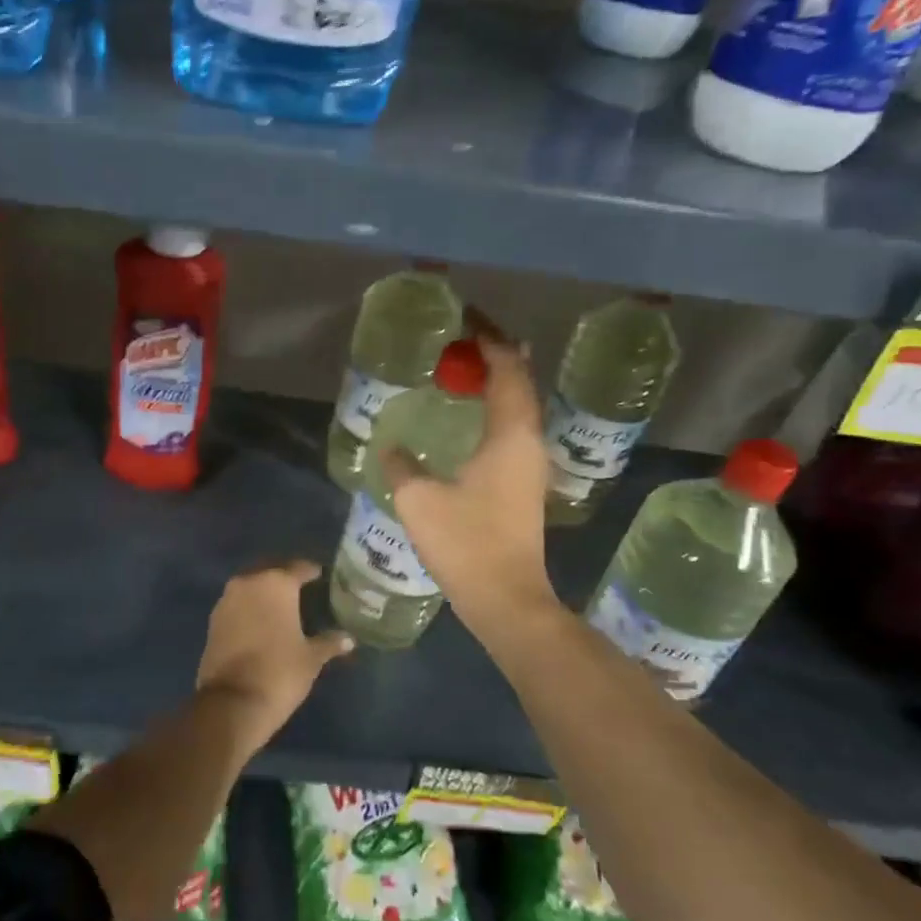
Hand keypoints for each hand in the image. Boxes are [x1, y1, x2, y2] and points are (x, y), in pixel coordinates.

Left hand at [196, 560, 353, 750]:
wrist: (232, 702)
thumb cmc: (280, 672)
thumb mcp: (311, 658)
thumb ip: (329, 642)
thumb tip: (349, 639)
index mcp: (277, 583)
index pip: (299, 568)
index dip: (311, 572)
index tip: (321, 576)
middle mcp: (249, 582)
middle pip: (271, 571)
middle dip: (285, 578)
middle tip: (302, 590)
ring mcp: (227, 599)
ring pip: (251, 586)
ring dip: (264, 592)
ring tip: (281, 606)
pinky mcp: (213, 619)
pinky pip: (237, 603)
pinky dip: (249, 607)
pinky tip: (261, 621)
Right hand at [381, 326, 558, 631]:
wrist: (507, 599)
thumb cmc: (466, 543)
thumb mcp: (420, 500)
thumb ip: (401, 466)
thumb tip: (390, 447)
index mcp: (510, 436)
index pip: (508, 369)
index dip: (490, 340)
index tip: (465, 320)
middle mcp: (528, 442)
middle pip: (521, 382)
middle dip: (496, 354)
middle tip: (463, 338)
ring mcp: (530, 465)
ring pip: (520, 406)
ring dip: (498, 381)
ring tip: (467, 366)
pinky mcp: (524, 484)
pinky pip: (513, 428)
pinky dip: (496, 408)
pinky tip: (472, 415)